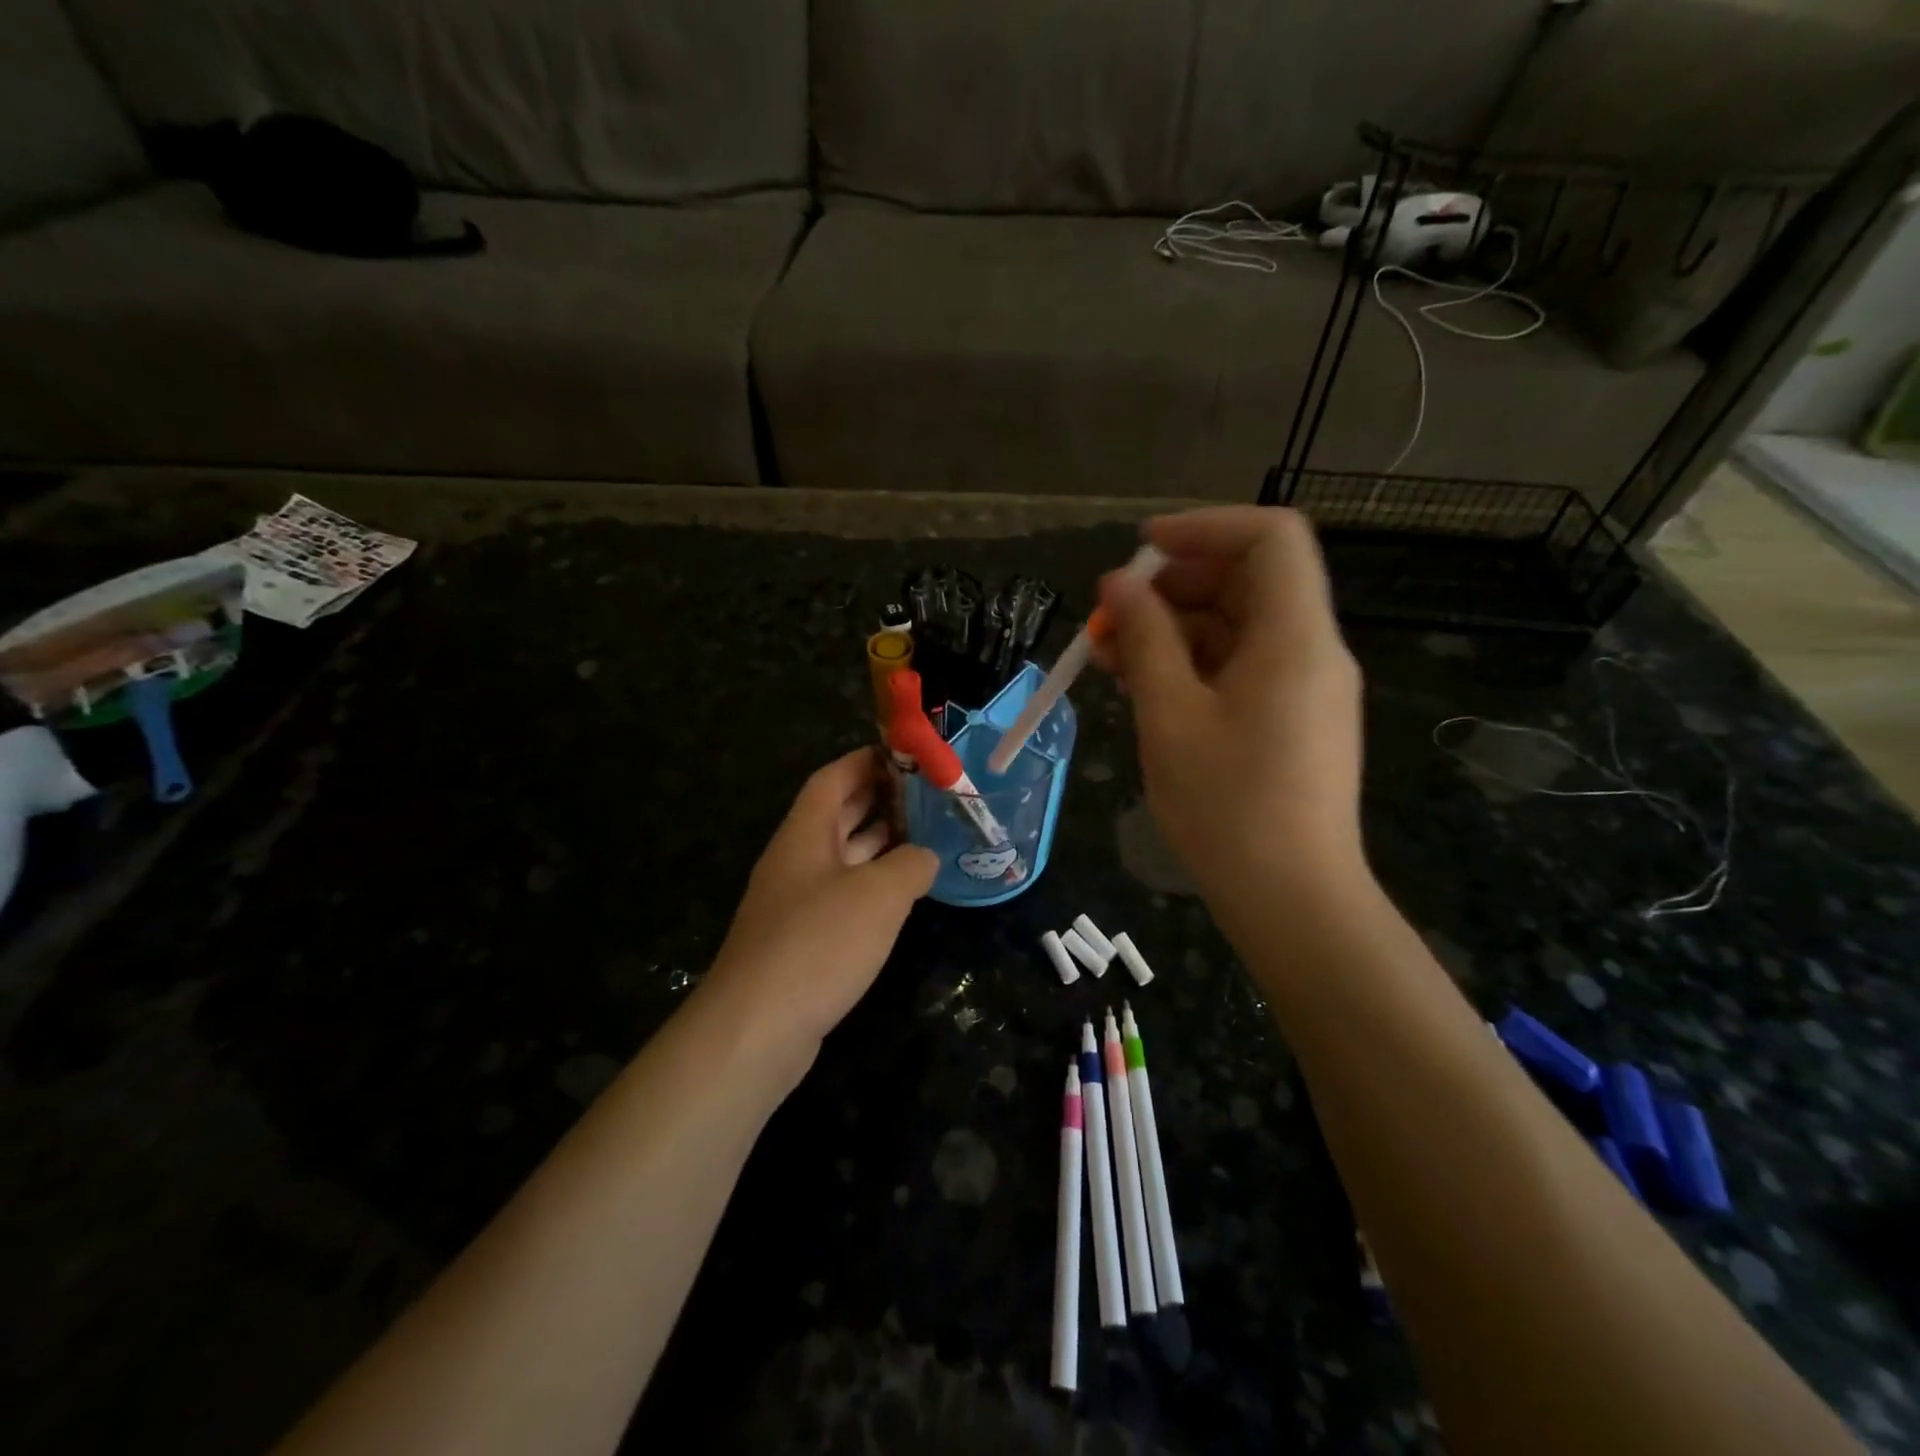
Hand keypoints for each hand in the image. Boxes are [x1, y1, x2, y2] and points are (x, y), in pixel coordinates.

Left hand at [704, 749, 936, 1061]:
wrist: (757, 1028)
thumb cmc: (819, 943)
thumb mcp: (879, 895)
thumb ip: (911, 865)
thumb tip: (925, 857)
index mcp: (804, 834)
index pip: (833, 779)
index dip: (866, 760)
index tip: (905, 754)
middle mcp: (795, 860)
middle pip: (836, 815)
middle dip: (878, 799)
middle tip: (926, 793)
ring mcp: (795, 902)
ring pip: (841, 857)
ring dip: (878, 844)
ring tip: (924, 835)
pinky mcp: (800, 940)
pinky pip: (841, 896)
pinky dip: (871, 886)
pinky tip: (901, 896)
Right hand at [1093, 507, 1367, 930]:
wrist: (1291, 900)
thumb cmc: (1226, 807)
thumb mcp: (1170, 716)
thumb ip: (1145, 639)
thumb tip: (1118, 584)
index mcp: (1295, 637)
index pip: (1270, 538)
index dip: (1204, 528)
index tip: (1141, 550)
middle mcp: (1312, 650)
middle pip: (1248, 581)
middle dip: (1174, 586)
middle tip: (1110, 616)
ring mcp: (1305, 688)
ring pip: (1237, 627)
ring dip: (1173, 630)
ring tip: (1109, 657)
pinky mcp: (1293, 720)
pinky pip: (1242, 668)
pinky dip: (1193, 665)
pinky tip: (1144, 688)